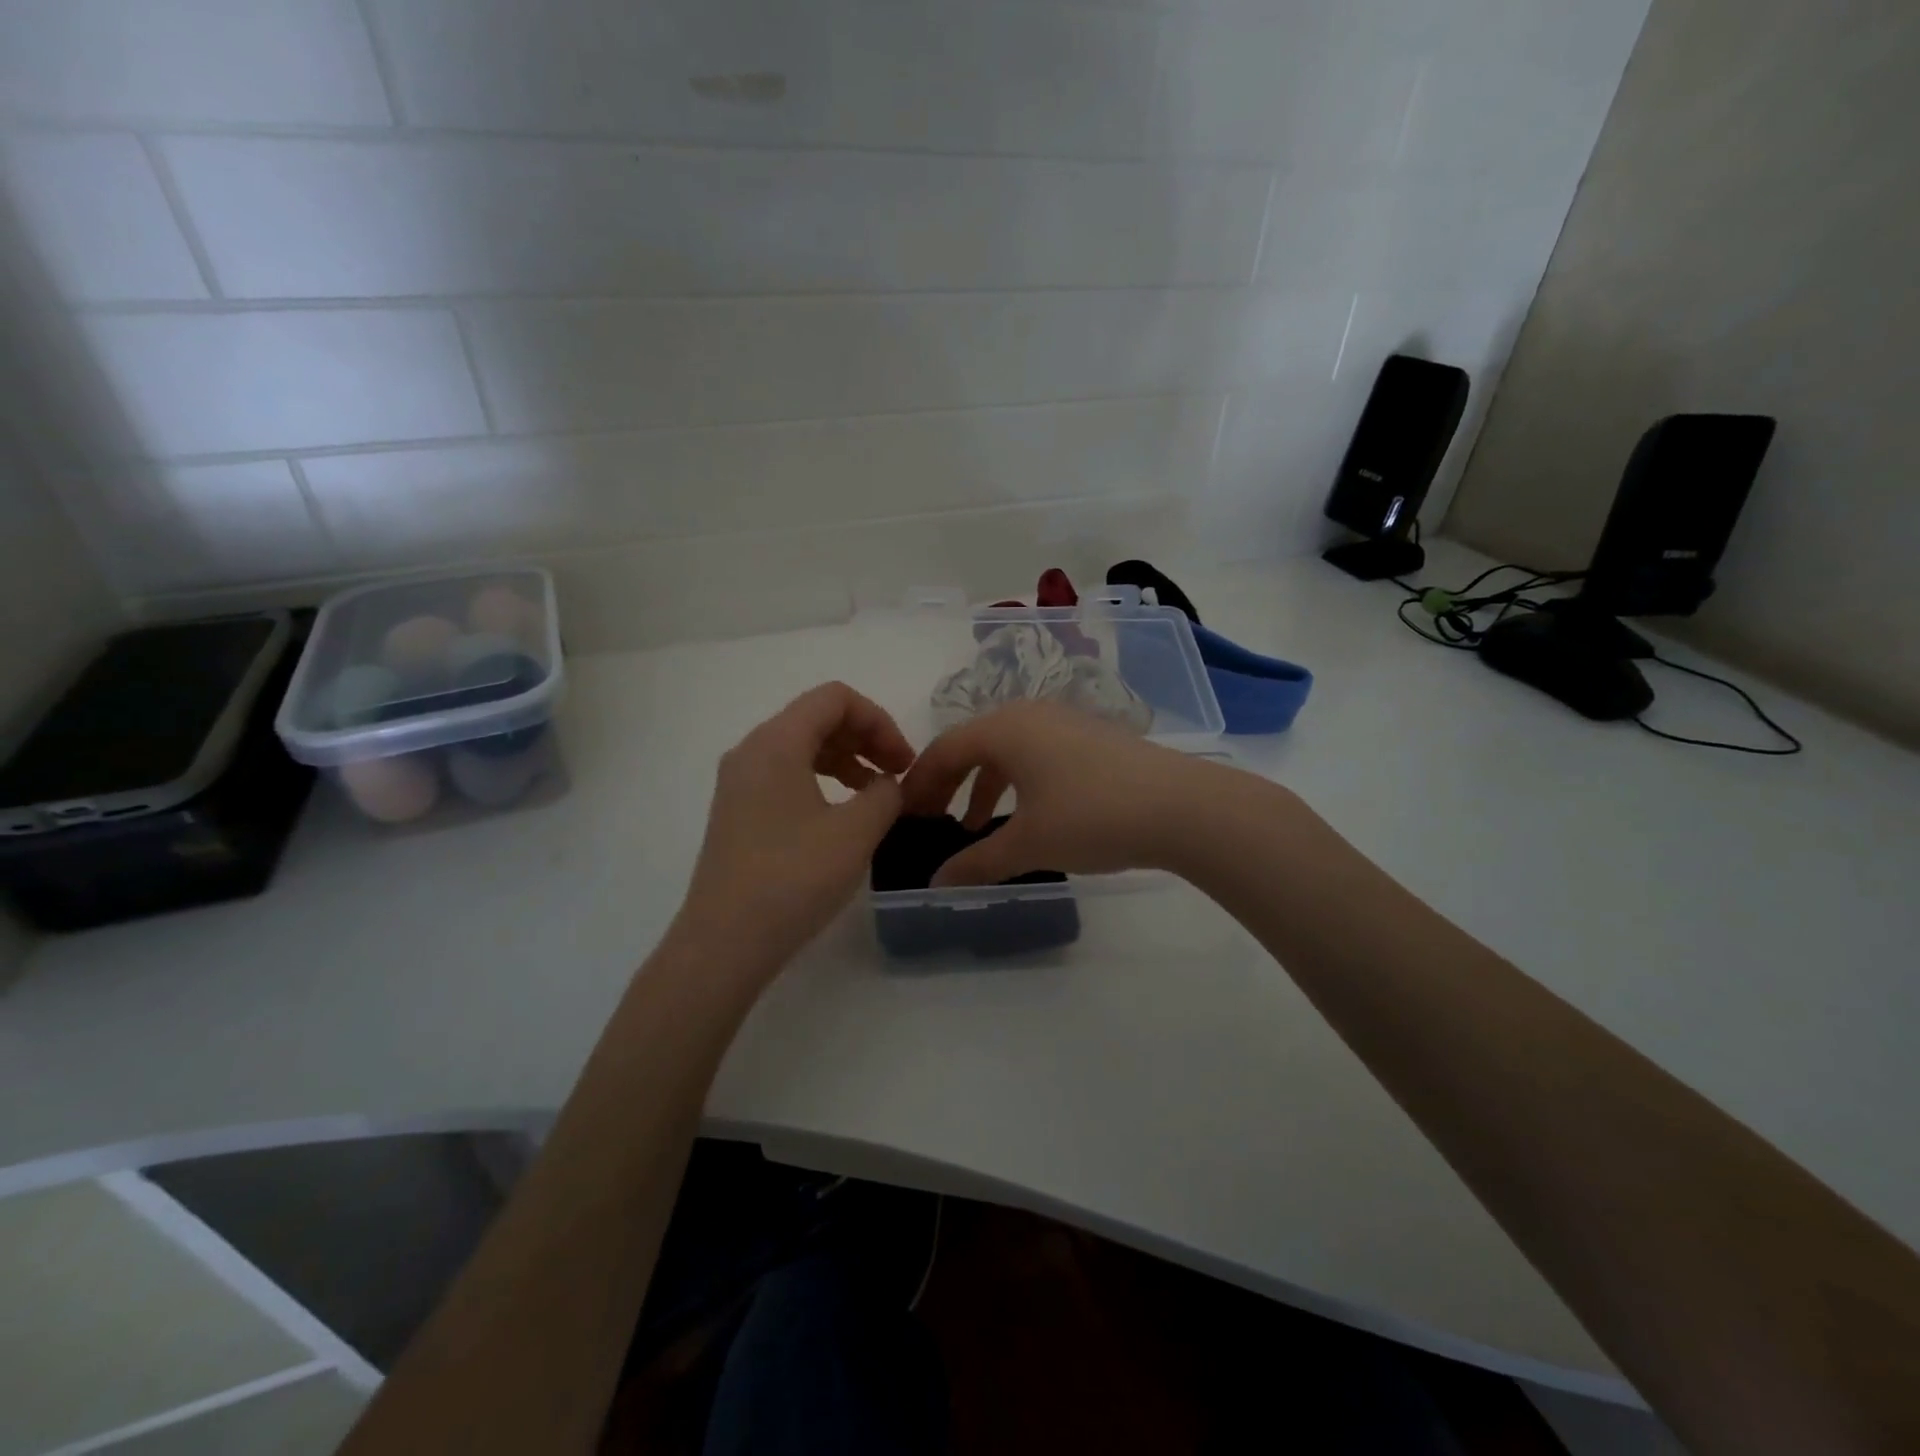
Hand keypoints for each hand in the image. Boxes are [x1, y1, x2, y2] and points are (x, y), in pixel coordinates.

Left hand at [677, 682, 913, 974]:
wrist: (724, 943)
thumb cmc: (793, 878)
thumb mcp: (856, 832)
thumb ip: (885, 794)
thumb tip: (887, 784)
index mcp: (776, 742)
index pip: (835, 698)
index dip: (879, 721)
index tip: (904, 762)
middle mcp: (751, 751)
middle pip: (817, 718)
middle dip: (865, 738)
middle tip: (898, 776)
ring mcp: (739, 783)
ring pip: (802, 748)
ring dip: (846, 760)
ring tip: (877, 795)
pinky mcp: (738, 812)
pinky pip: (786, 775)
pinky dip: (822, 781)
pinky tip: (843, 815)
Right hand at [899, 700, 1217, 885]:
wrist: (1181, 807)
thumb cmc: (1092, 817)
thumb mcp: (1028, 844)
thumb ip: (976, 863)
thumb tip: (936, 883)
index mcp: (1003, 729)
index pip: (943, 750)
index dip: (919, 785)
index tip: (905, 818)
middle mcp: (1028, 715)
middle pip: (971, 745)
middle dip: (948, 784)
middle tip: (932, 821)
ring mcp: (1063, 722)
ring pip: (1005, 750)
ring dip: (983, 786)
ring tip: (974, 827)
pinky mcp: (1090, 737)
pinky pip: (1035, 754)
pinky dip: (1016, 782)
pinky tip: (1025, 816)